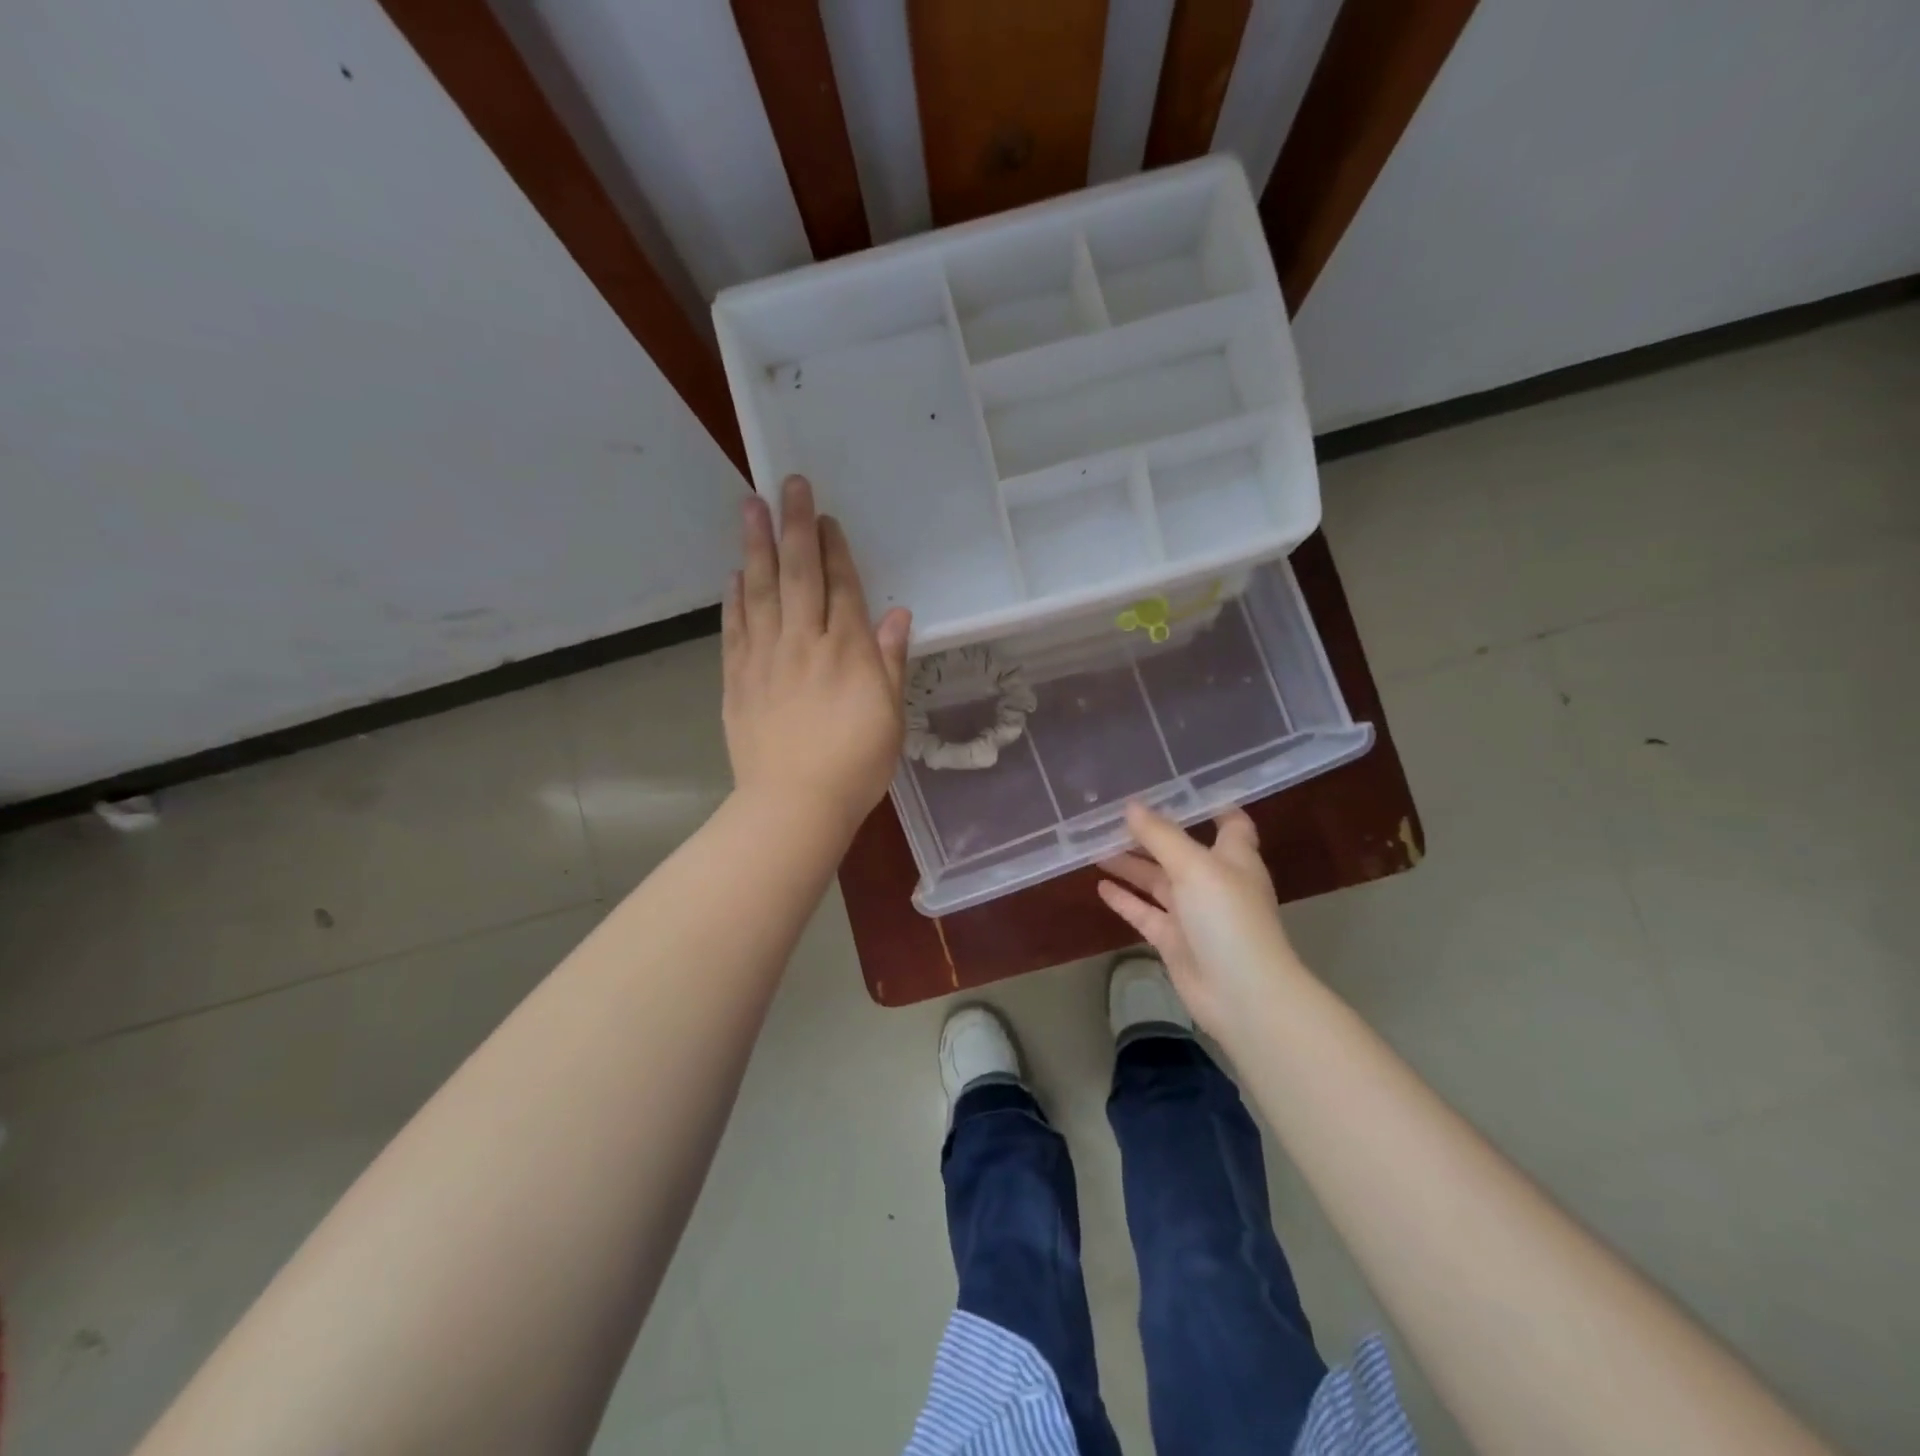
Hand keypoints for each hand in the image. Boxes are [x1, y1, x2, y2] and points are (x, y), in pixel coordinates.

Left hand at [722, 475, 911, 835]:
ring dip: (757, 547)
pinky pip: (735, 628)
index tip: (825, 515)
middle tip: (787, 484)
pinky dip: (735, 598)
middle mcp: (805, 643)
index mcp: (848, 651)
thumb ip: (890, 661)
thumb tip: (898, 613)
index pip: (841, 587)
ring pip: (762, 591)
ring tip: (750, 507)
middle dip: (795, 526)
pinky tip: (735, 574)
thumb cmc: (856, 765)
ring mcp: (766, 658)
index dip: (835, 549)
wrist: (794, 805)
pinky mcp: (737, 679)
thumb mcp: (890, 716)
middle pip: (799, 574)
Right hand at [1097, 802, 1302, 1035]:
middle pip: (1179, 850)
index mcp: (1233, 858)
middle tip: (1112, 815)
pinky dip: (1125, 899)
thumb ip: (1161, 836)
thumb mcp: (1195, 867)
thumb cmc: (1228, 918)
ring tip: (1095, 846)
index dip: (1207, 804)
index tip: (1173, 787)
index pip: (1228, 822)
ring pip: (1157, 881)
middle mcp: (1213, 881)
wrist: (1242, 994)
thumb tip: (1131, 806)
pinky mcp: (1174, 940)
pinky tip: (1100, 886)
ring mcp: (1193, 913)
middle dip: (1150, 833)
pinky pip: (1144, 913)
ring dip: (1131, 864)